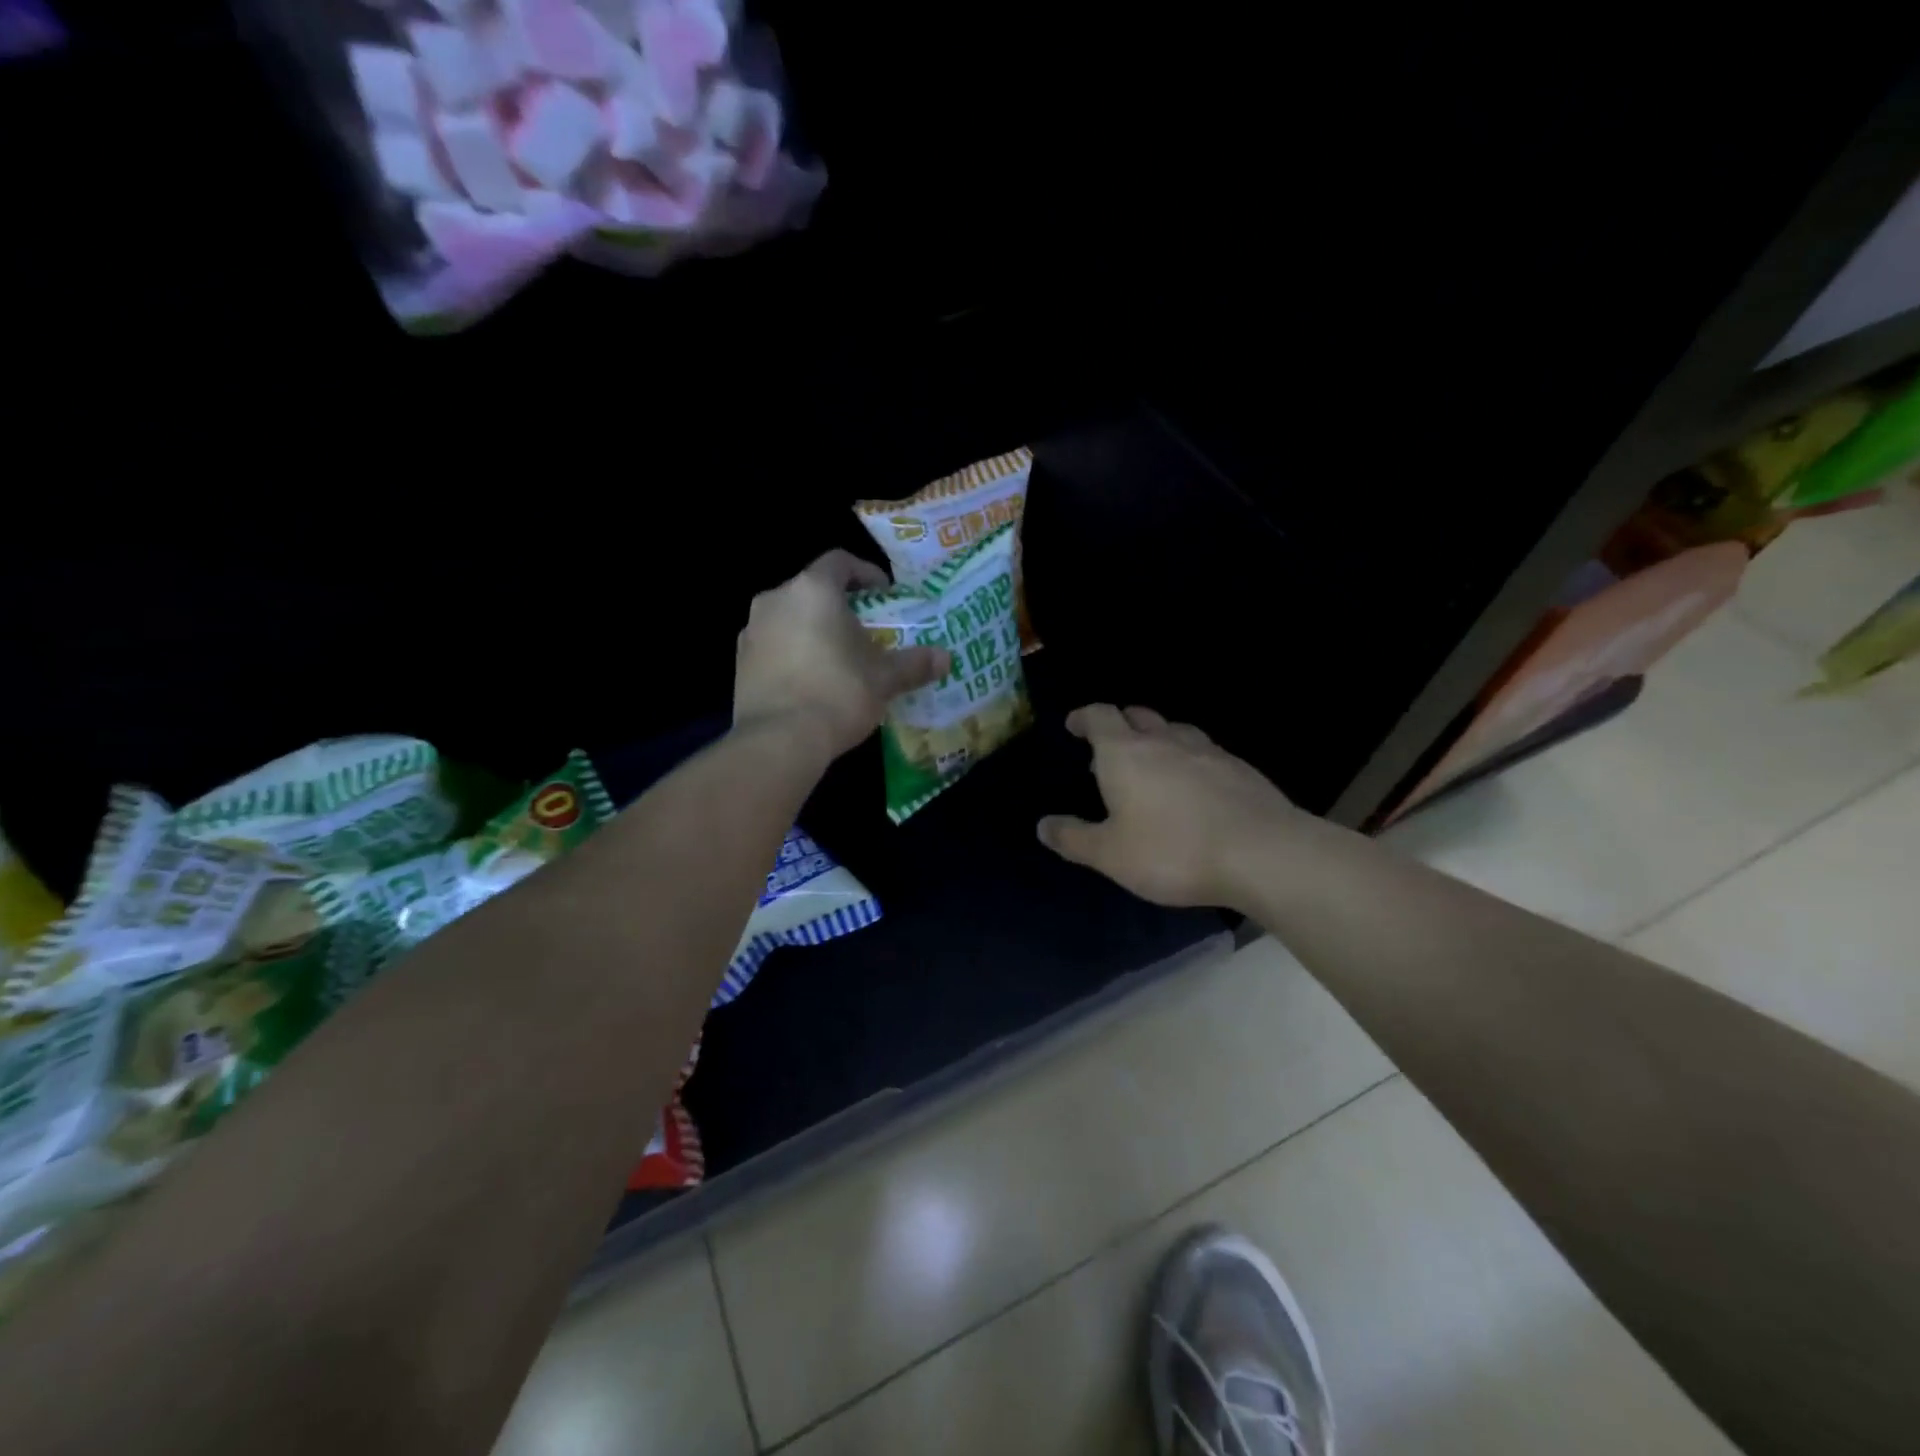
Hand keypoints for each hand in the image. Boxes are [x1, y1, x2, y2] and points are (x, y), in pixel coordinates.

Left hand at [734, 550, 950, 761]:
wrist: (779, 740)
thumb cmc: (838, 693)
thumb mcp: (884, 679)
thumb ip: (914, 664)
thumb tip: (946, 658)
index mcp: (813, 590)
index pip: (840, 562)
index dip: (866, 573)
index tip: (885, 594)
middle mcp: (775, 600)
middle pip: (812, 590)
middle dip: (840, 606)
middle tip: (866, 629)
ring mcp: (752, 631)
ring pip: (790, 619)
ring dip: (815, 630)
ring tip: (840, 657)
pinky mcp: (739, 663)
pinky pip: (774, 646)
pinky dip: (794, 653)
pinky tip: (813, 681)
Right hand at [1037, 704, 1301, 908]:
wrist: (1262, 853)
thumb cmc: (1172, 851)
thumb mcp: (1110, 855)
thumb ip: (1073, 838)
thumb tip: (1043, 825)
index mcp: (1125, 753)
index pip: (1100, 716)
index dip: (1084, 717)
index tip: (1074, 725)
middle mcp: (1164, 741)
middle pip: (1137, 715)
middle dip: (1119, 725)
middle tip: (1109, 749)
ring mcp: (1206, 751)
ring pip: (1174, 730)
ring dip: (1156, 739)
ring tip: (1151, 765)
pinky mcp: (1239, 768)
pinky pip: (1203, 752)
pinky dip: (1188, 759)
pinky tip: (1193, 787)